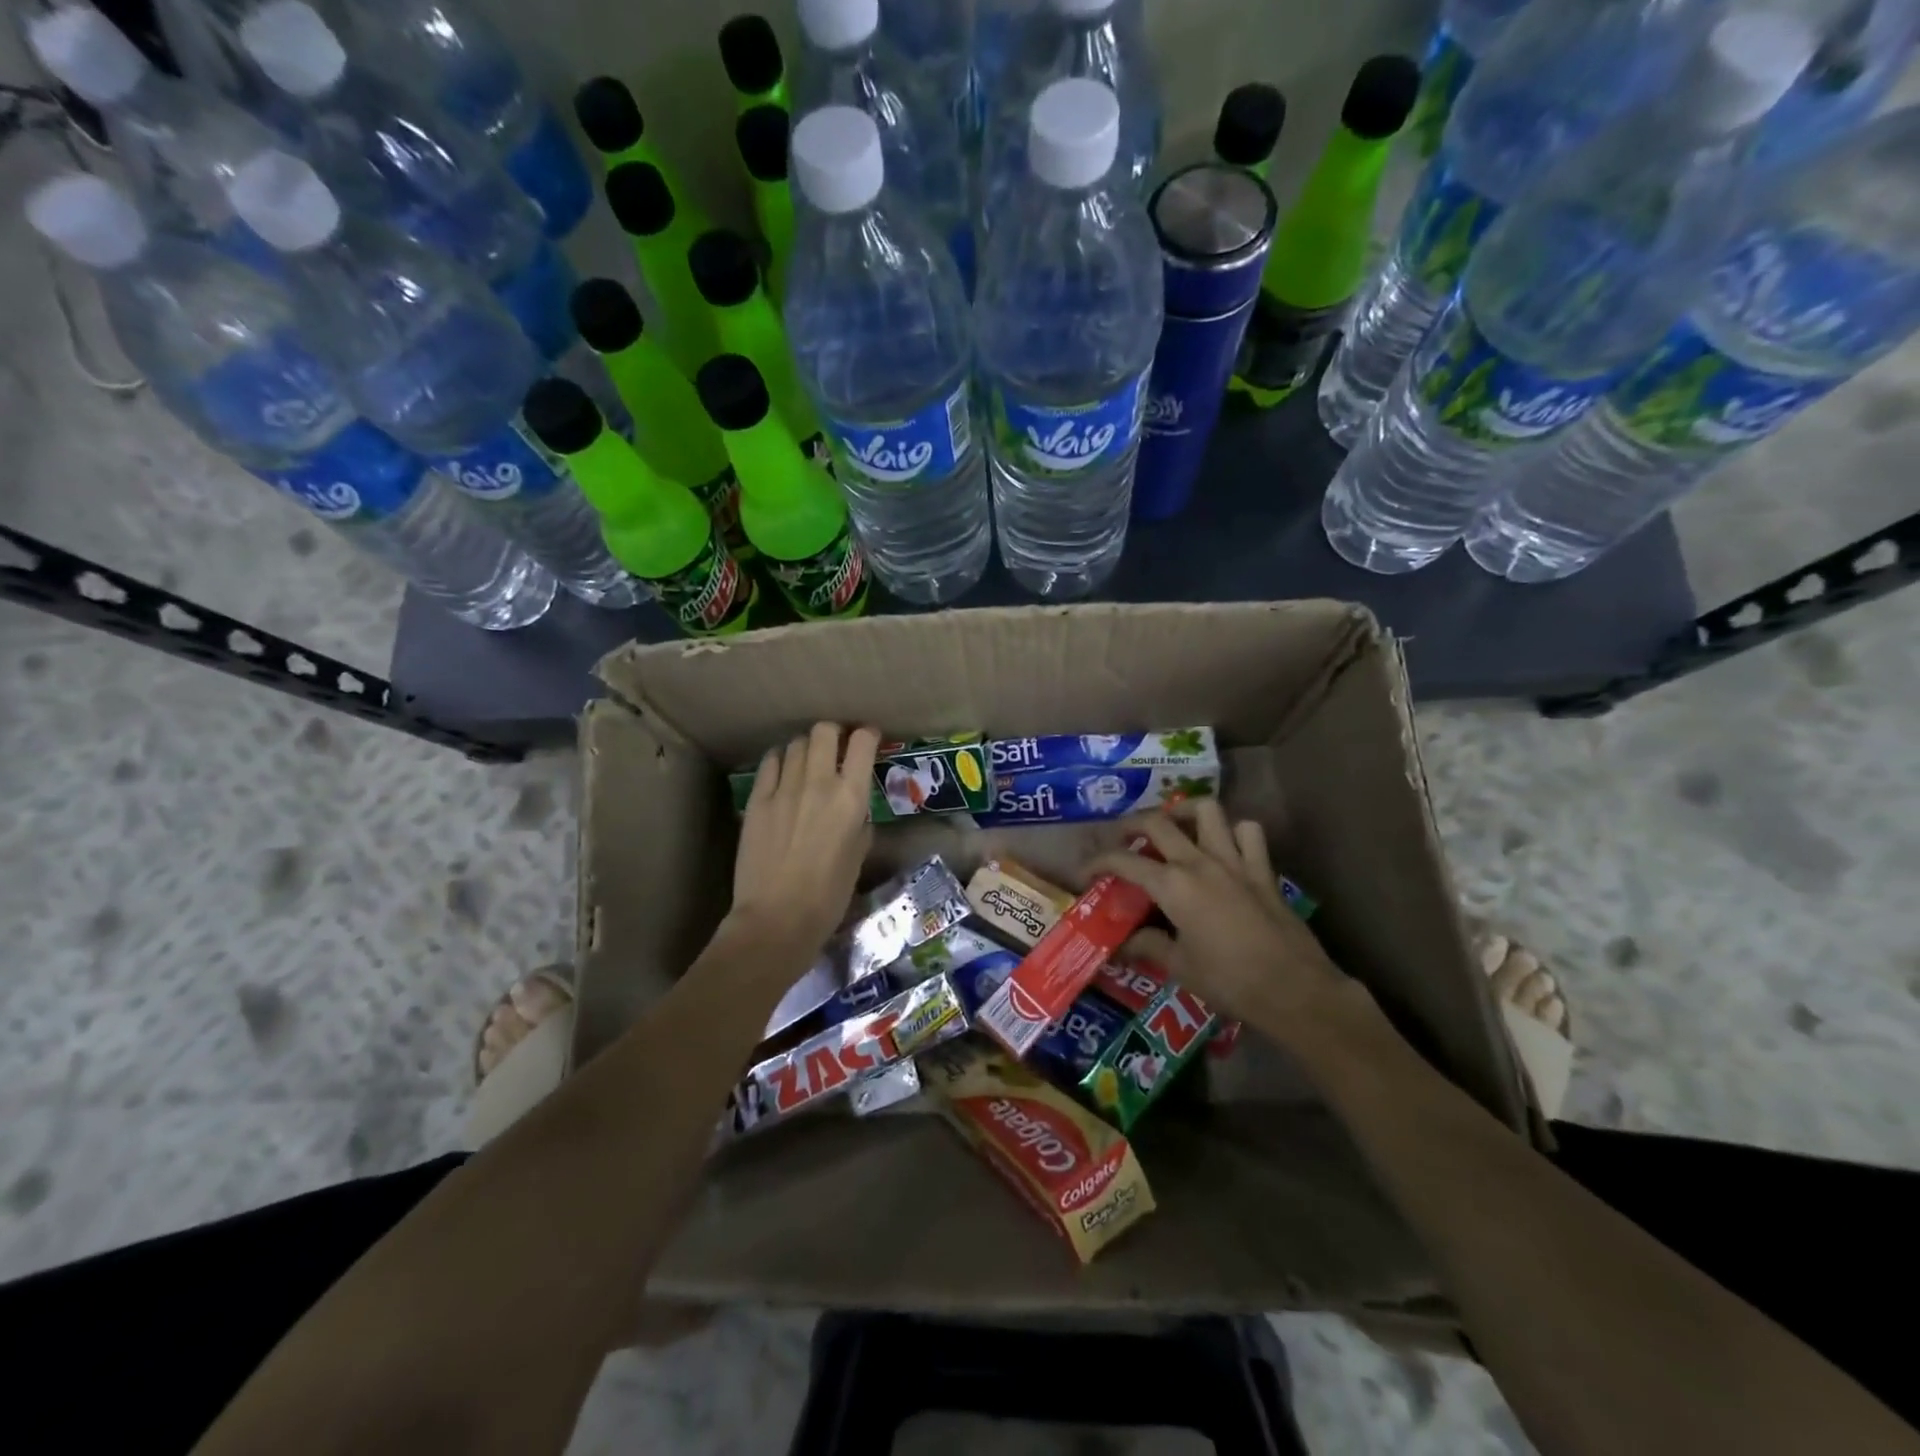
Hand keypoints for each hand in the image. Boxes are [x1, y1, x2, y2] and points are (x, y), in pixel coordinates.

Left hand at [728, 723, 879, 959]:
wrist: (777, 919)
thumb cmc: (828, 896)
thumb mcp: (858, 857)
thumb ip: (859, 825)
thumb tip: (855, 812)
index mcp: (850, 797)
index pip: (862, 743)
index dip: (868, 735)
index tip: (869, 739)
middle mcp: (818, 783)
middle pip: (823, 731)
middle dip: (833, 732)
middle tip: (836, 746)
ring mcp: (783, 789)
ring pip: (795, 744)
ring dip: (806, 747)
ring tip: (808, 762)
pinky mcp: (757, 800)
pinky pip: (770, 764)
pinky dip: (780, 760)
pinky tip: (782, 772)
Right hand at [1090, 800, 1353, 1031]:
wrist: (1294, 990)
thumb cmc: (1230, 981)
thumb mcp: (1179, 968)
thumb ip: (1148, 947)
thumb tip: (1121, 944)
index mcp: (1173, 886)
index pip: (1124, 861)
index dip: (1098, 862)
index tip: (1085, 871)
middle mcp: (1200, 862)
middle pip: (1158, 822)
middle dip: (1132, 824)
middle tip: (1122, 838)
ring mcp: (1235, 861)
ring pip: (1207, 811)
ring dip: (1185, 812)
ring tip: (1174, 827)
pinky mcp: (1263, 870)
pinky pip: (1249, 833)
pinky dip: (1234, 832)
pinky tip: (1224, 847)